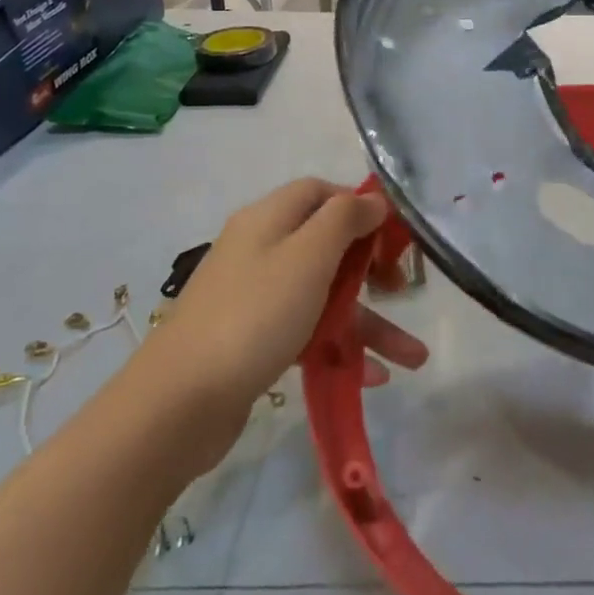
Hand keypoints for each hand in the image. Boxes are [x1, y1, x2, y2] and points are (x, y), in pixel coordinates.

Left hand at [149, 179, 428, 440]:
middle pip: (327, 243)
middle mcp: (261, 249)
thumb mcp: (308, 256)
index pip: (322, 192)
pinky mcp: (253, 339)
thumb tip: (372, 200)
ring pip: (323, 295)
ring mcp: (255, 296)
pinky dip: (340, 347)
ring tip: (413, 356)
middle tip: (400, 290)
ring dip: (368, 320)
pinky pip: (308, 331)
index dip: (361, 206)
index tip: (395, 236)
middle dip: (370, 267)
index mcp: (269, 218)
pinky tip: (372, 377)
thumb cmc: (255, 315)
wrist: (180, 402)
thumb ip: (345, 219)